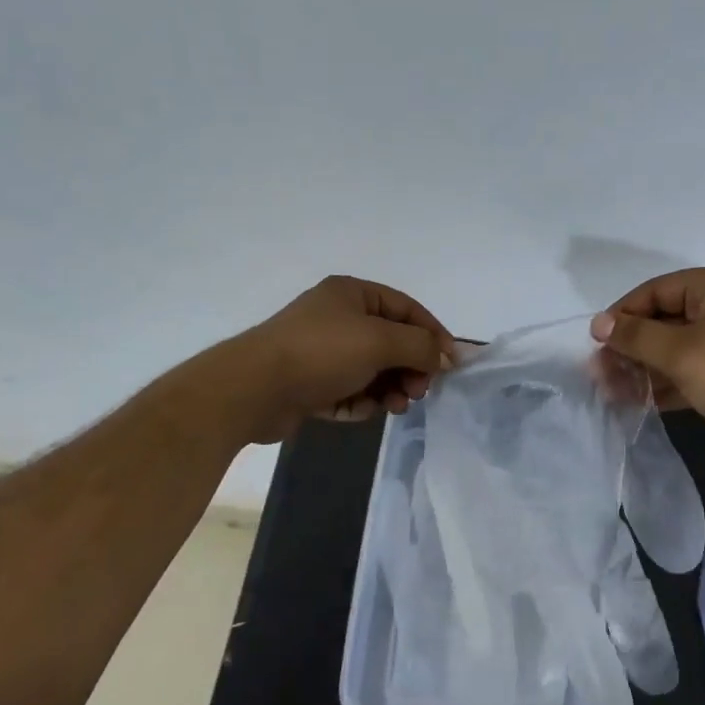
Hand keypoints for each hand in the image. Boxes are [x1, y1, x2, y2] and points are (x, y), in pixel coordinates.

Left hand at [226, 275, 455, 442]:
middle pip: (391, 342)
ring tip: (394, 406)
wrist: (254, 389)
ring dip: (389, 389)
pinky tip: (361, 410)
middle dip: (409, 368)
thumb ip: (420, 346)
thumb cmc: (321, 353)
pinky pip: (350, 391)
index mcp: (352, 294)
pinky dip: (361, 401)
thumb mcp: (380, 341)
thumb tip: (444, 356)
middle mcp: (337, 318)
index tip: (451, 364)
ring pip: (373, 371)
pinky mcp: (310, 384)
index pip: (407, 309)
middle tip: (418, 391)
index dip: (433, 334)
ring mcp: (322, 352)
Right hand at [589, 266, 704, 462]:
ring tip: (613, 392)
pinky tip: (642, 402)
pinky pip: (696, 369)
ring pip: (679, 348)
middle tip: (600, 374)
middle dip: (631, 347)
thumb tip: (599, 322)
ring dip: (646, 369)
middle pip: (666, 319)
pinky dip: (670, 382)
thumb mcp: (680, 353)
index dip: (622, 315)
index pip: (656, 290)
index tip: (596, 344)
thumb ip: (635, 336)